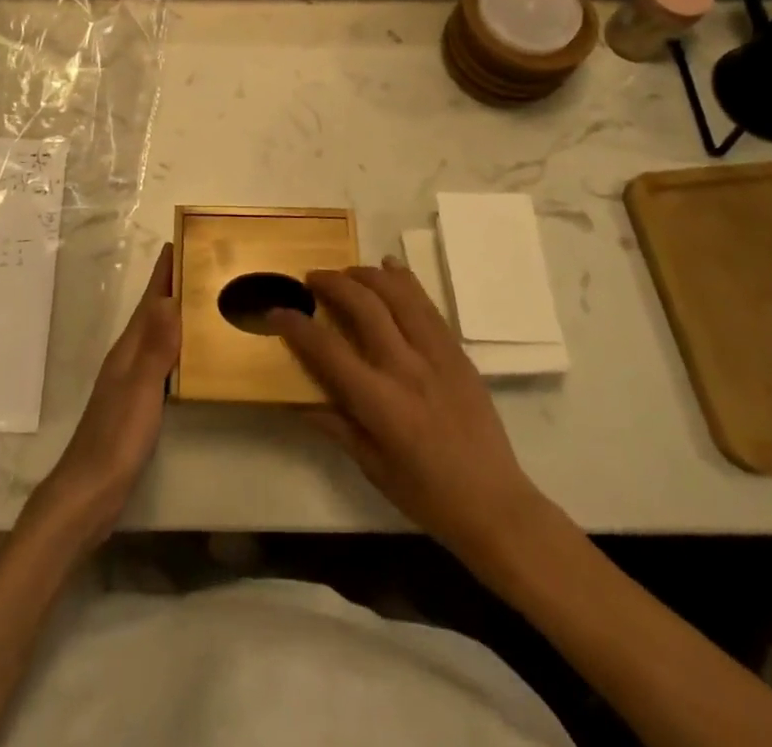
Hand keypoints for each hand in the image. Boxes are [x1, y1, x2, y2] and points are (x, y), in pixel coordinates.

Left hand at [23, 243, 179, 547]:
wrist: (89, 491)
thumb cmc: (116, 437)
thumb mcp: (140, 389)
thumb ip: (156, 346)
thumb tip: (169, 298)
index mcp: (129, 348)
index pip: (150, 300)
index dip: (164, 271)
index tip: (183, 240)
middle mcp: (129, 356)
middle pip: (154, 312)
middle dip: (174, 285)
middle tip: (204, 263)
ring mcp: (131, 380)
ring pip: (158, 334)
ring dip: (177, 313)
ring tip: (204, 299)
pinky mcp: (137, 403)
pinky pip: (162, 360)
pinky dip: (178, 346)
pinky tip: (192, 354)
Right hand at [270, 259, 540, 566]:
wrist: (496, 504)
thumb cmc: (427, 495)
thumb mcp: (372, 467)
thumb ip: (336, 425)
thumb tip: (299, 400)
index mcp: (382, 404)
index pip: (329, 351)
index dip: (297, 326)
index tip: (276, 311)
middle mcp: (408, 369)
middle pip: (365, 307)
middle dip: (333, 284)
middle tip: (312, 279)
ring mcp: (437, 356)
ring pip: (399, 295)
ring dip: (368, 274)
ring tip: (347, 272)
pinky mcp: (458, 352)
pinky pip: (428, 305)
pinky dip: (405, 280)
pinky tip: (390, 266)